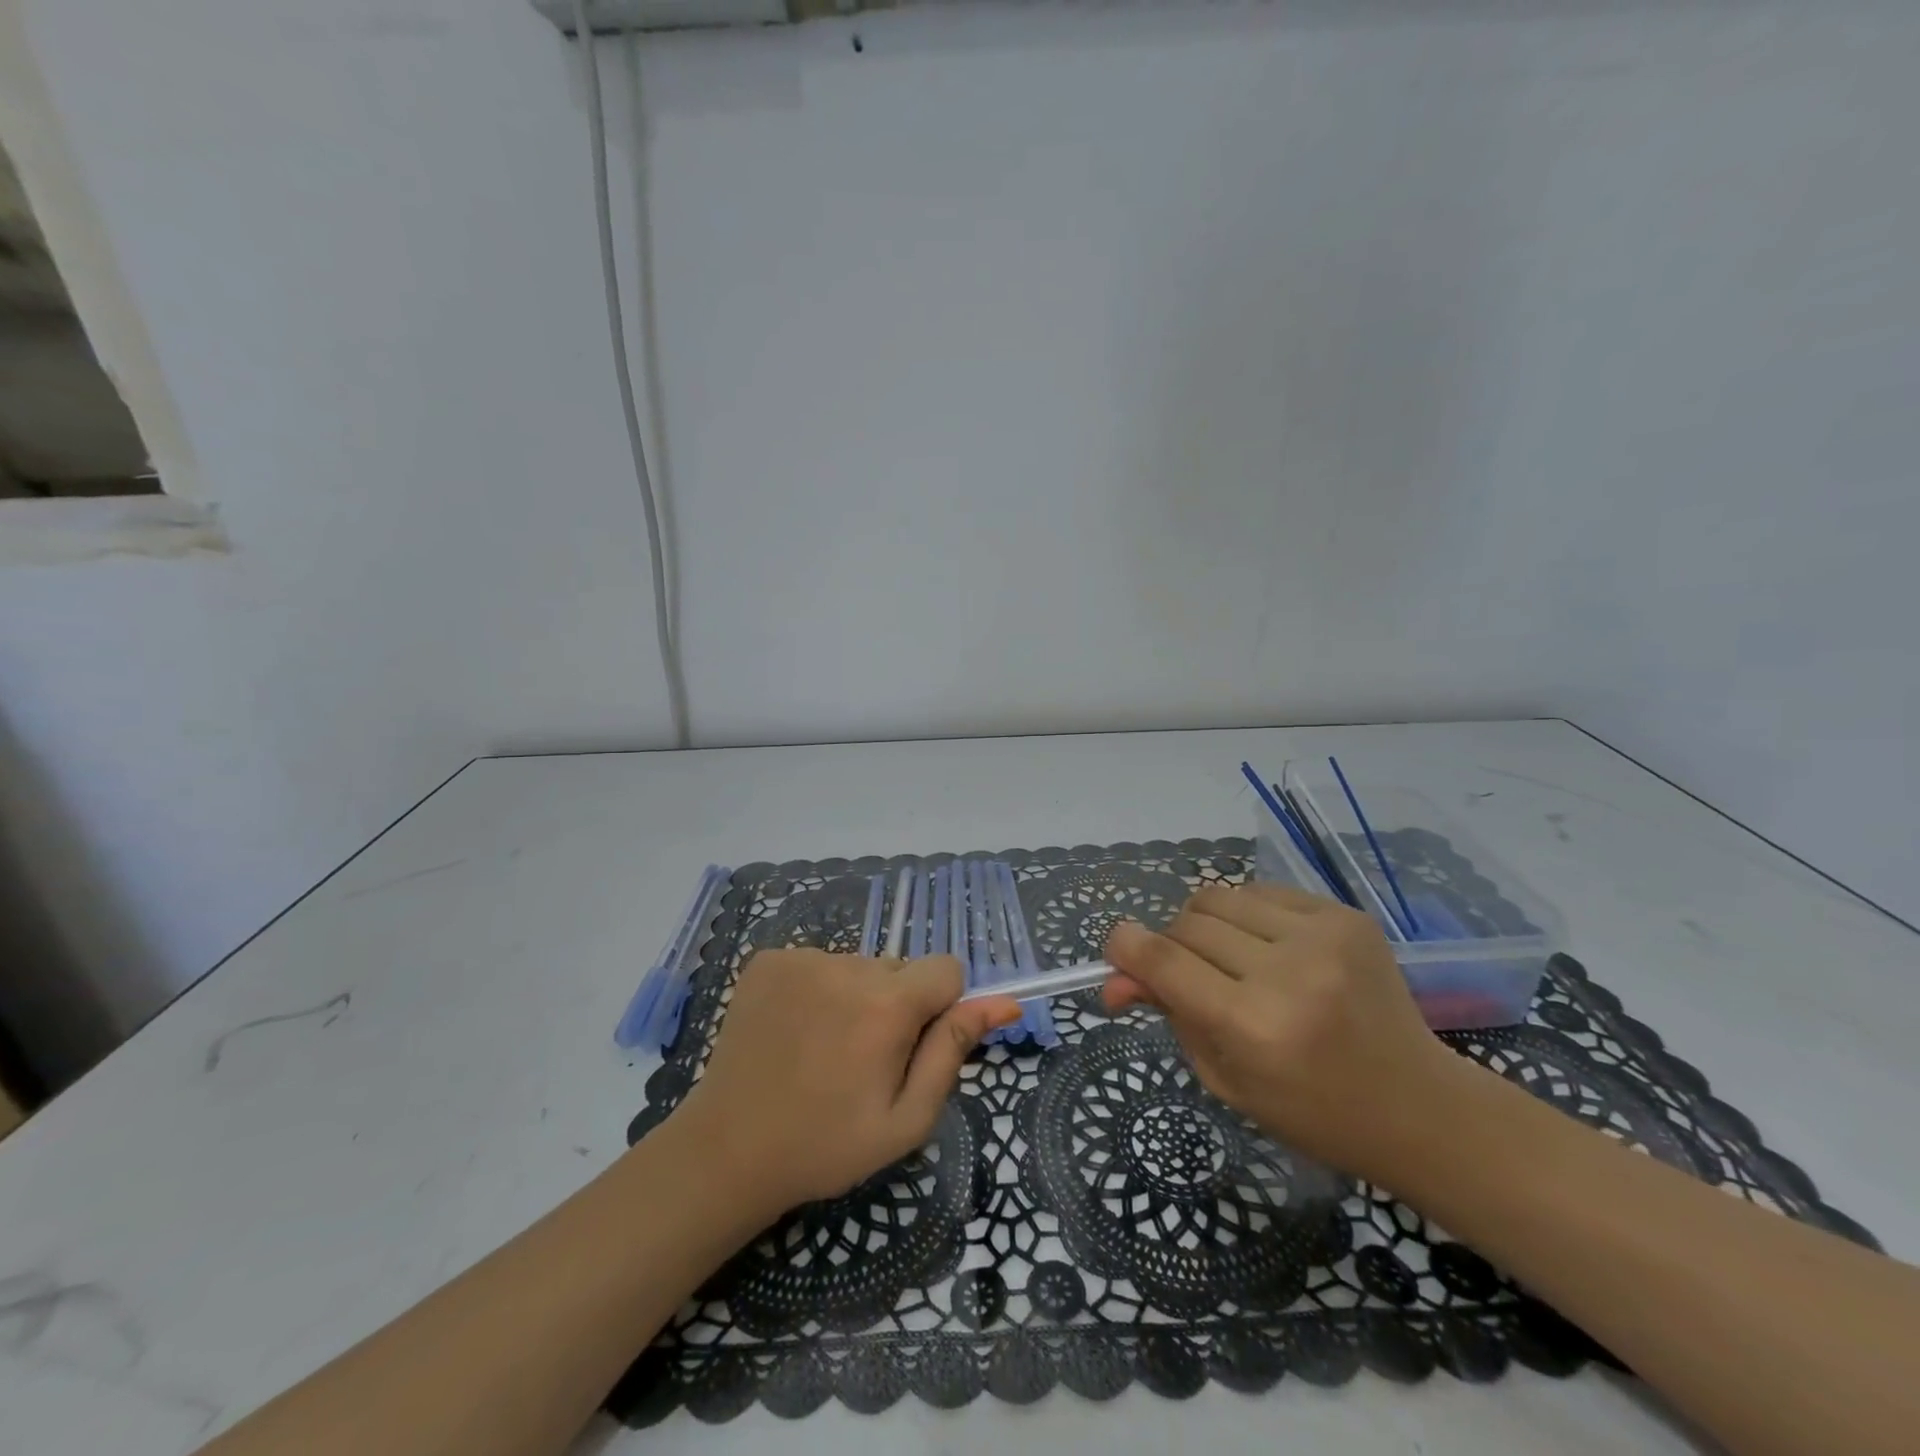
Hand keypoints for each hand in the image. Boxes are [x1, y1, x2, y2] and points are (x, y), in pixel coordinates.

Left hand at [669, 950, 1021, 1210]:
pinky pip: (818, 963)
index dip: (941, 1006)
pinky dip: (817, 990)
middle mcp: (847, 966)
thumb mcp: (906, 1118)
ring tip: (823, 1050)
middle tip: (862, 1060)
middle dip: (896, 1005)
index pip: (947, 968)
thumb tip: (1003, 1003)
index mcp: (887, 1005)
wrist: (726, 1150)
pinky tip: (794, 1032)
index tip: (914, 1045)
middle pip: (900, 969)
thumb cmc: (827, 1145)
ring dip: (855, 998)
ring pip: (858, 967)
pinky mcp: (768, 959)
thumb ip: (954, 1051)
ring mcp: (802, 958)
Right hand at [1102, 884, 1459, 1182]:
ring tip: (1231, 959)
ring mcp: (1322, 936)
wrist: (1419, 1106)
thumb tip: (1118, 975)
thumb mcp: (1224, 1077)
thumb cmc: (1311, 1111)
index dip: (1127, 948)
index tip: (1117, 949)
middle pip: (1187, 923)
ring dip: (1207, 925)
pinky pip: (1262, 892)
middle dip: (1171, 945)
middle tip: (1190, 975)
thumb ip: (1169, 1015)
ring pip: (1220, 897)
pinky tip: (1270, 948)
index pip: (1164, 961)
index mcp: (1253, 1026)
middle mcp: (1286, 972)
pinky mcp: (1345, 915)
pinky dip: (1248, 915)